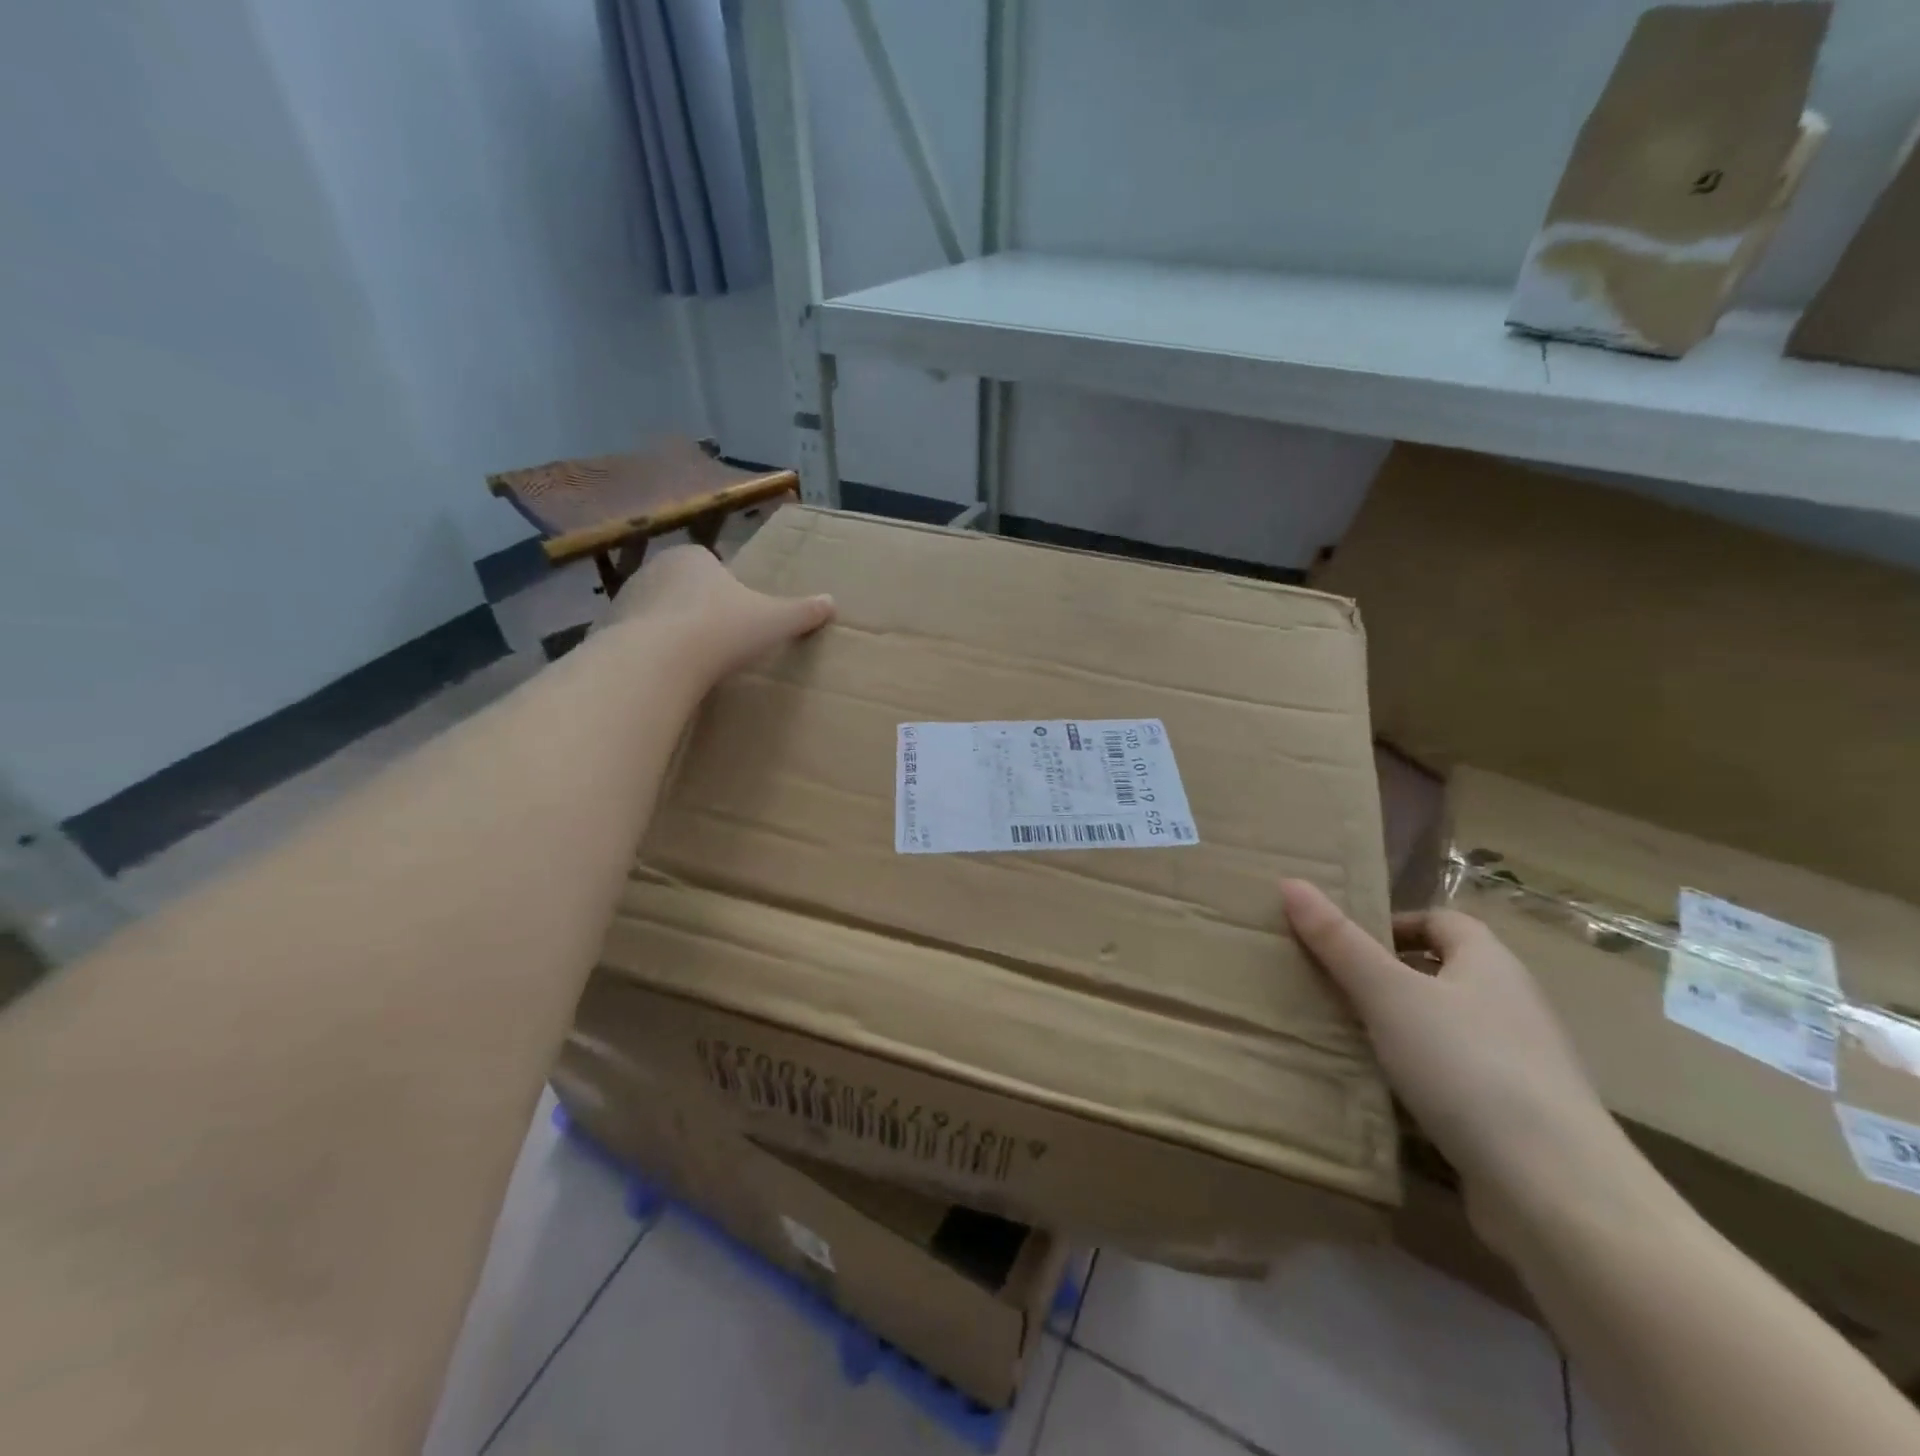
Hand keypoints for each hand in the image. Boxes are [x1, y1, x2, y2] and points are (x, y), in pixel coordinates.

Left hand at [607, 544, 834, 681]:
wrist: (658, 660)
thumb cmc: (721, 630)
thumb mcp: (774, 621)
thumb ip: (802, 611)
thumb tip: (831, 603)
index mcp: (693, 558)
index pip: (711, 567)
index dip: (726, 593)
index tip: (737, 621)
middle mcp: (654, 569)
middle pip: (682, 589)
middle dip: (696, 612)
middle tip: (717, 644)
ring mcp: (625, 599)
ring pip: (656, 614)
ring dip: (670, 632)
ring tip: (690, 664)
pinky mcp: (606, 630)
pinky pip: (634, 640)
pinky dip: (647, 654)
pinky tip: (664, 676)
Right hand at [1281, 880, 1630, 1236]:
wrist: (1557, 1193)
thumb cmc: (1468, 1067)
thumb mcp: (1389, 995)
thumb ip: (1338, 941)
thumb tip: (1291, 883)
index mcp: (1490, 964)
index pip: (1440, 921)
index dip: (1391, 924)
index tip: (1342, 946)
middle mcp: (1511, 1005)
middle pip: (1439, 973)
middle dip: (1384, 978)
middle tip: (1330, 990)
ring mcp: (1518, 1065)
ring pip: (1443, 1029)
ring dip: (1397, 1031)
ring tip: (1344, 1040)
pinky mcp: (1514, 1117)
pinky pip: (1453, 1079)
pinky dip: (1417, 1079)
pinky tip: (1383, 1095)